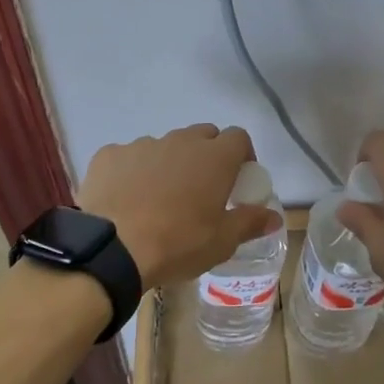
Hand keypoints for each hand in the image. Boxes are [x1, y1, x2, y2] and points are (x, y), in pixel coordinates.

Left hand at [78, 124, 279, 288]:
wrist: (114, 248)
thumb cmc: (178, 243)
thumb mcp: (222, 241)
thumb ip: (250, 222)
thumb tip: (274, 216)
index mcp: (214, 157)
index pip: (238, 137)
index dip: (242, 155)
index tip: (238, 180)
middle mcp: (180, 141)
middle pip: (202, 136)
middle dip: (207, 155)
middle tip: (202, 189)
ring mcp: (142, 144)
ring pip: (165, 146)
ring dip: (170, 164)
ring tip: (160, 199)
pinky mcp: (110, 155)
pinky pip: (129, 157)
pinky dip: (133, 171)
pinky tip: (127, 199)